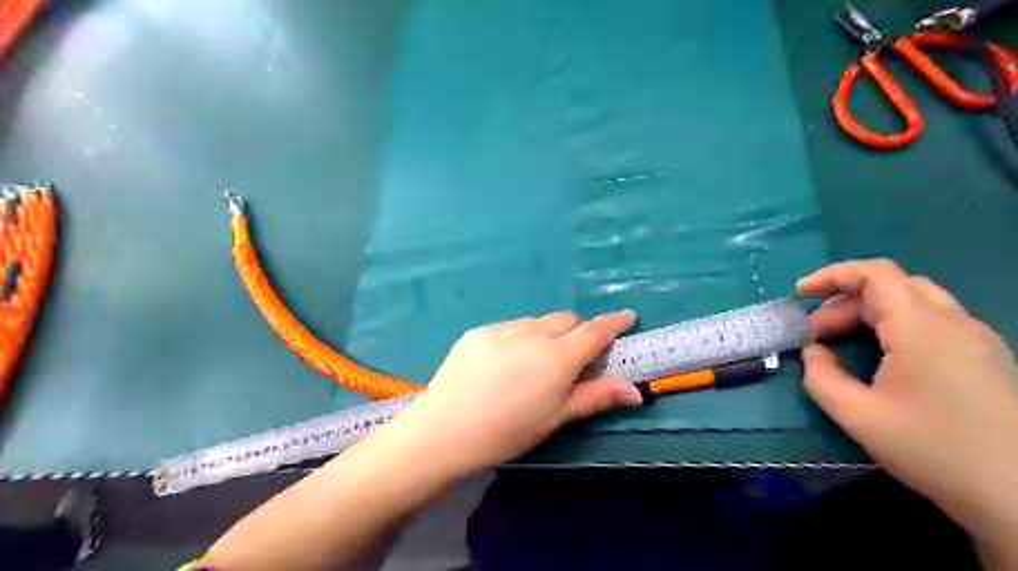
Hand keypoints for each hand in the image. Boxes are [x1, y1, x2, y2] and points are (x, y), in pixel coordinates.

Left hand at [400, 310, 643, 475]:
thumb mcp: (555, 418)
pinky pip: (511, 327)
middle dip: (577, 332)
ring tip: (533, 364)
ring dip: (547, 334)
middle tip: (573, 358)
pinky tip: (505, 364)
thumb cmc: (506, 431)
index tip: (627, 316)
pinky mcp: (478, 331)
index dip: (614, 323)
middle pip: (566, 320)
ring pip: (537, 322)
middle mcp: (532, 333)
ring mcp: (502, 329)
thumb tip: (635, 391)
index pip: (594, 331)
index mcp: (556, 357)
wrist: (443, 430)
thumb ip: (595, 397)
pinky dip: (520, 337)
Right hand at [795, 262, 1016, 540]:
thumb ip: (821, 376)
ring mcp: (976, 339)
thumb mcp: (858, 416)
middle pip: (891, 286)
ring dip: (868, 312)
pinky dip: (893, 325)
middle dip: (844, 302)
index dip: (831, 276)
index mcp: (922, 329)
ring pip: (913, 301)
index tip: (799, 295)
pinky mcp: (986, 357)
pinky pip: (932, 321)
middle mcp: (954, 323)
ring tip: (841, 343)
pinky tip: (881, 356)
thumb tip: (814, 352)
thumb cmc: (934, 451)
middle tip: (816, 334)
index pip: (875, 274)